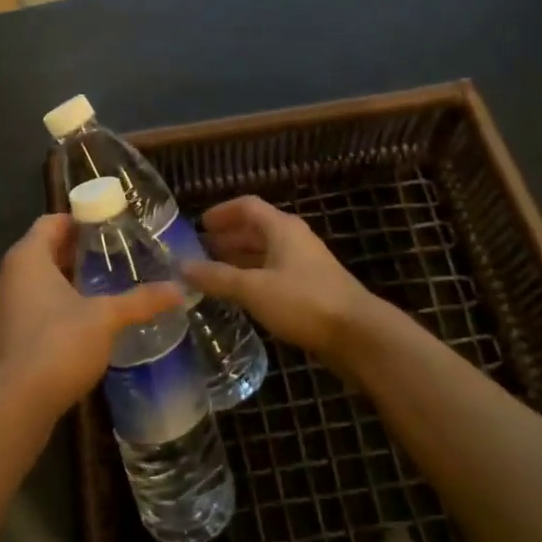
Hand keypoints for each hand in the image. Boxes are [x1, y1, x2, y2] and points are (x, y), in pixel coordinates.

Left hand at [0, 214, 185, 415]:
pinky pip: (25, 312)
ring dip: (60, 285)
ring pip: (32, 285)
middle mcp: (4, 277)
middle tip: (109, 259)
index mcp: (25, 258)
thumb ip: (140, 301)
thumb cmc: (58, 344)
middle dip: (73, 255)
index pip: (50, 223)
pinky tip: (77, 328)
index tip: (106, 228)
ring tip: (98, 292)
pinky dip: (48, 311)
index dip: (78, 222)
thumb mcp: (105, 318)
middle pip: (41, 253)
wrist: (13, 406)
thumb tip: (178, 289)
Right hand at [183, 197, 377, 362]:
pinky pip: (275, 272)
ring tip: (215, 273)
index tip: (199, 224)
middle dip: (228, 237)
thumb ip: (217, 277)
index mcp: (281, 227)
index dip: (222, 212)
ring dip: (240, 258)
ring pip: (266, 252)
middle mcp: (294, 238)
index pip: (247, 206)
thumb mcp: (253, 288)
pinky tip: (242, 295)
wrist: (359, 335)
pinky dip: (254, 276)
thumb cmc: (303, 301)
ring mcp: (306, 263)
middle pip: (256, 228)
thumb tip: (182, 266)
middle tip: (201, 251)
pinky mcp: (313, 288)